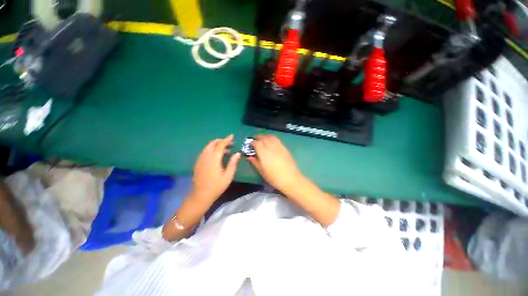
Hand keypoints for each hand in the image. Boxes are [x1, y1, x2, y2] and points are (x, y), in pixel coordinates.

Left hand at [191, 135, 240, 204]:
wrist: (200, 195)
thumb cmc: (216, 186)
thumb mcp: (228, 176)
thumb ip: (233, 163)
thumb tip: (237, 153)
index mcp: (214, 159)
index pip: (220, 145)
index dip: (226, 140)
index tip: (232, 136)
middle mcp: (206, 157)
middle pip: (212, 144)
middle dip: (221, 141)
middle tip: (230, 143)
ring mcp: (200, 159)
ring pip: (208, 147)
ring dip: (216, 145)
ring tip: (226, 150)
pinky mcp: (198, 163)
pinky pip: (205, 152)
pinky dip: (212, 149)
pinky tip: (217, 155)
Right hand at [247, 135, 302, 192]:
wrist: (290, 178)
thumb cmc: (273, 177)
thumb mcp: (261, 171)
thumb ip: (254, 161)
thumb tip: (249, 156)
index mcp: (263, 152)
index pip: (256, 142)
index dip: (251, 143)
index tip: (249, 145)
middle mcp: (270, 146)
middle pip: (263, 137)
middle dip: (257, 137)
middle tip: (254, 141)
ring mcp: (278, 145)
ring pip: (270, 137)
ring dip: (264, 136)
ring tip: (262, 140)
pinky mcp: (284, 147)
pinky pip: (276, 139)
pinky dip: (271, 138)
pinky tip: (271, 142)